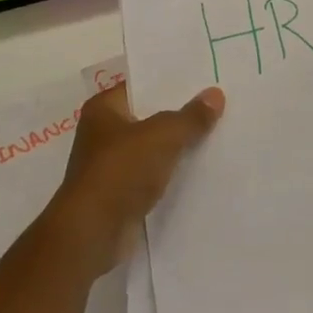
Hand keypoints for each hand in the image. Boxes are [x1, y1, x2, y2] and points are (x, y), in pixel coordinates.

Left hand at [45, 83, 223, 275]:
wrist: (92, 234)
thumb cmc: (120, 171)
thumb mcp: (162, 136)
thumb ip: (190, 117)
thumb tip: (215, 94)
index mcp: (104, 108)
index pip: (142, 84)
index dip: (172, 81)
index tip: (205, 77)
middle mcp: (104, 132)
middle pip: (150, 115)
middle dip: (180, 113)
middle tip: (220, 103)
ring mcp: (112, 165)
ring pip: (154, 146)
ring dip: (179, 145)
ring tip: (219, 132)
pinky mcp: (122, 193)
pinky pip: (154, 174)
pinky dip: (173, 173)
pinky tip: (203, 168)